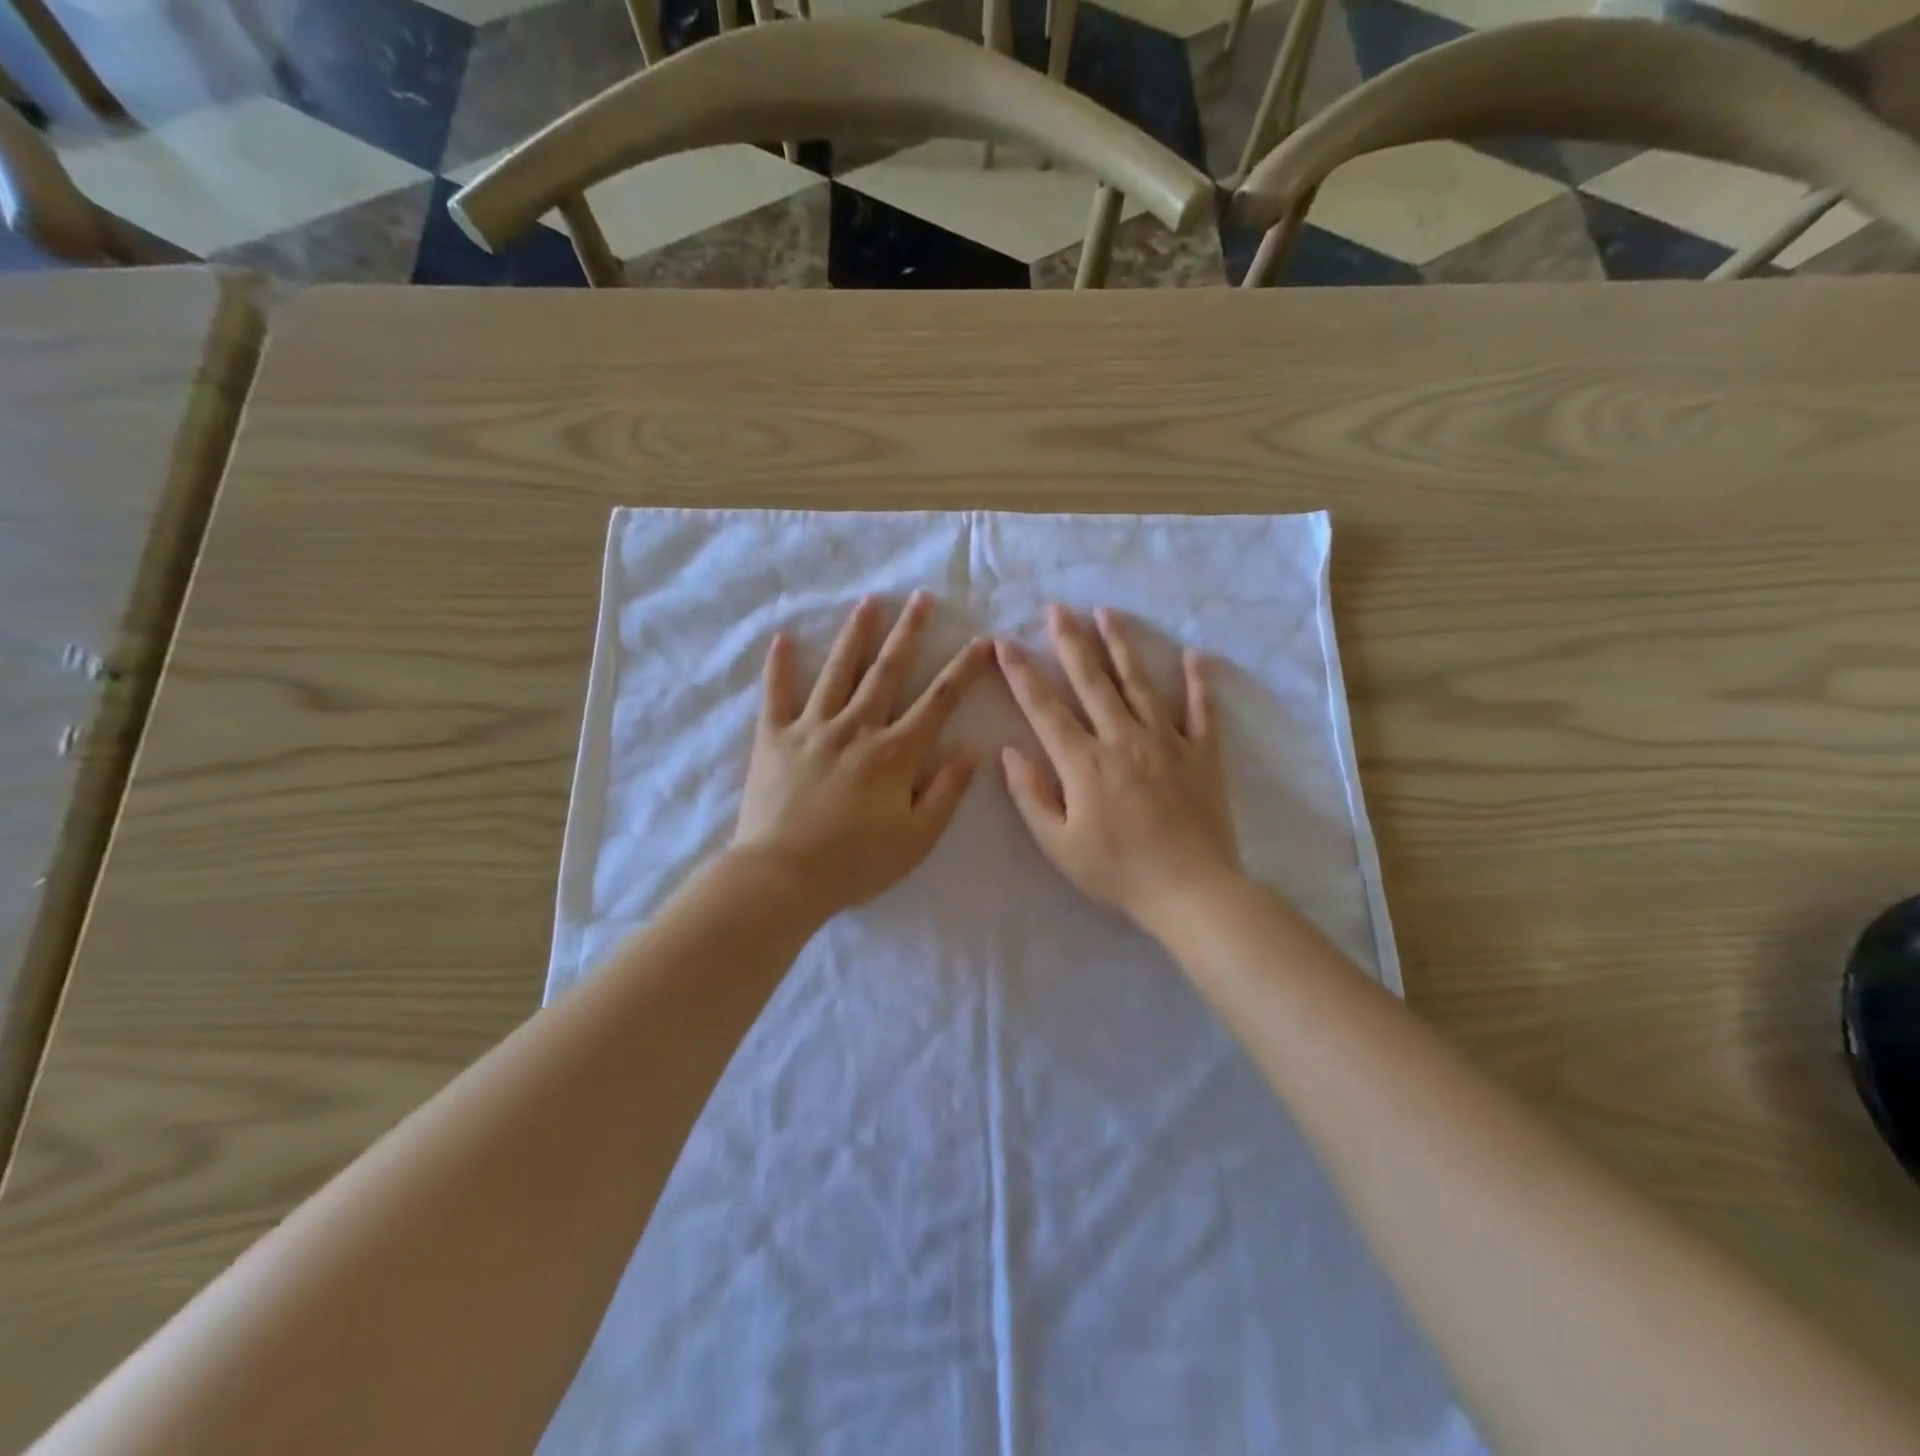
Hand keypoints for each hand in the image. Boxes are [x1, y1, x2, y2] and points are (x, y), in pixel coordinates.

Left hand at [733, 593, 991, 917]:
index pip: (938, 700)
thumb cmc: (857, 862)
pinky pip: (776, 694)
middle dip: (909, 632)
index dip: (963, 669)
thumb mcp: (918, 837)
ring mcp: (812, 728)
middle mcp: (856, 727)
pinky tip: (783, 638)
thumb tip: (971, 747)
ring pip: (838, 671)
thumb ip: (947, 790)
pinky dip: (779, 666)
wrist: (783, 876)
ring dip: (856, 634)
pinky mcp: (774, 738)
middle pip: (888, 670)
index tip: (982, 641)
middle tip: (922, 598)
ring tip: (869, 602)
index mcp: (895, 752)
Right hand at [997, 605, 1241, 937]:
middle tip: (1057, 608)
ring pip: (1139, 683)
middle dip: (1070, 642)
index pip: (1044, 708)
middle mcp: (1122, 739)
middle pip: (1091, 681)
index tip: (1004, 642)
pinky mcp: (1202, 754)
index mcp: (1084, 762)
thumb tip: (1009, 752)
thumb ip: (1031, 796)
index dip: (1021, 673)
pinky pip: (1201, 711)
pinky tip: (1193, 655)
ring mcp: (1166, 742)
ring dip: (1121, 646)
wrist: (1190, 890)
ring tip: (1107, 613)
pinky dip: (1197, 682)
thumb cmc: (1117, 871)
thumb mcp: (1059, 845)